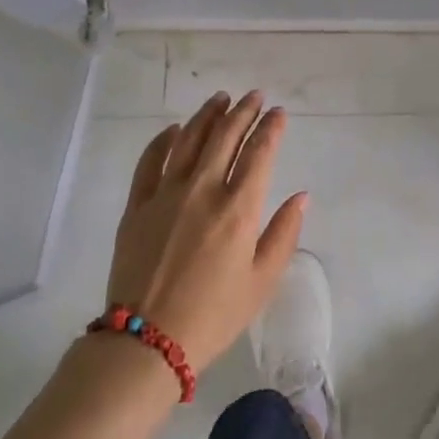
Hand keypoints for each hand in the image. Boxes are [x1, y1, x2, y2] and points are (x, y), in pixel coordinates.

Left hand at [104, 91, 305, 369]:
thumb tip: (301, 196)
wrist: (147, 342)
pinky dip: (163, 140)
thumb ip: (284, 233)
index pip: (259, 152)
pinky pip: (150, 160)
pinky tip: (174, 130)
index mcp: (238, 209)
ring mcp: (166, 194)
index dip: (271, 127)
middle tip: (254, 96)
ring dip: (207, 115)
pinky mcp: (137, 205)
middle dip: (243, 111)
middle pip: (225, 136)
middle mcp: (203, 190)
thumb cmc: (214, 315)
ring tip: (221, 99)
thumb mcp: (262, 281)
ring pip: (189, 139)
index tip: (278, 112)